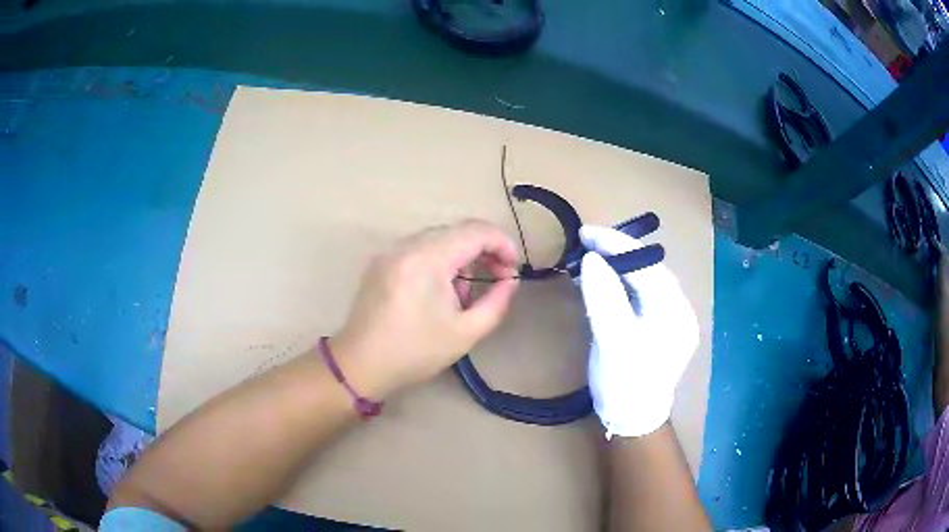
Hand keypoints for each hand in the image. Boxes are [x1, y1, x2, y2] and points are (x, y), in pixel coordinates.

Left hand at [331, 220, 519, 398]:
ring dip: (461, 257)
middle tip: (498, 278)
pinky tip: (438, 291)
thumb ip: (497, 302)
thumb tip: (510, 280)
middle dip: (483, 250)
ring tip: (464, 294)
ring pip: (438, 239)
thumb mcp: (466, 332)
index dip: (502, 244)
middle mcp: (406, 245)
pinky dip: (439, 261)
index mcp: (427, 259)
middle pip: (457, 231)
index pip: (475, 231)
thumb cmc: (415, 353)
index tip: (513, 269)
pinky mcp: (381, 261)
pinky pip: (419, 249)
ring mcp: (390, 251)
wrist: (361, 365)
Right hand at [579, 225, 698, 437]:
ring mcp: (673, 317)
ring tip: (593, 254)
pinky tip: (606, 278)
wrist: (633, 420)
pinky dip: (623, 282)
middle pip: (649, 269)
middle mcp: (680, 309)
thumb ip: (604, 298)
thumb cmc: (624, 383)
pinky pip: (642, 294)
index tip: (586, 232)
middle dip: (618, 252)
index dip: (616, 245)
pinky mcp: (661, 325)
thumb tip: (592, 258)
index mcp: (675, 312)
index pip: (646, 267)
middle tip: (587, 241)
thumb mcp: (612, 341)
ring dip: (620, 265)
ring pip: (646, 279)